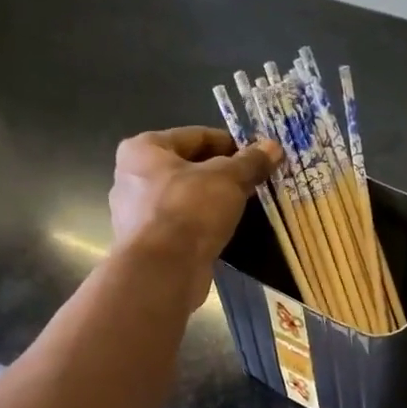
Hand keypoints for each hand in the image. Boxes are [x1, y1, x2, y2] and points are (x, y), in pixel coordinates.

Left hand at [108, 127, 280, 297]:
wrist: (163, 271)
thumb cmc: (189, 211)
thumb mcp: (227, 179)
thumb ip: (250, 162)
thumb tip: (273, 146)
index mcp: (143, 150)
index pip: (195, 136)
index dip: (229, 143)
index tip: (256, 155)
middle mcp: (133, 178)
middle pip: (188, 167)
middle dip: (222, 174)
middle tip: (254, 181)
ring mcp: (137, 214)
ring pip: (185, 198)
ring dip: (212, 201)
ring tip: (243, 206)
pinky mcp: (148, 245)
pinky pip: (182, 225)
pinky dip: (202, 225)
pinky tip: (224, 230)